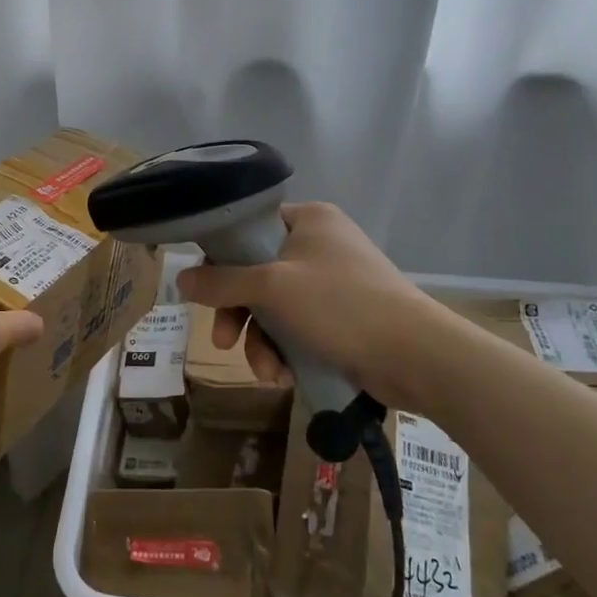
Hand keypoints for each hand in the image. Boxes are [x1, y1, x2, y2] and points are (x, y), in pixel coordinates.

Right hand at [177, 201, 447, 411]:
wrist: (417, 356)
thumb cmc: (340, 306)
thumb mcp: (271, 288)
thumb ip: (221, 282)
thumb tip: (179, 277)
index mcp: (308, 219)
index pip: (249, 229)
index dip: (222, 260)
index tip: (205, 292)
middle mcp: (320, 244)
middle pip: (257, 274)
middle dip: (240, 316)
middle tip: (224, 343)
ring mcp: (334, 281)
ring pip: (275, 307)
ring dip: (262, 342)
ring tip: (267, 374)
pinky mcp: (344, 317)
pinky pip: (298, 327)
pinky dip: (287, 350)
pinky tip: (286, 376)